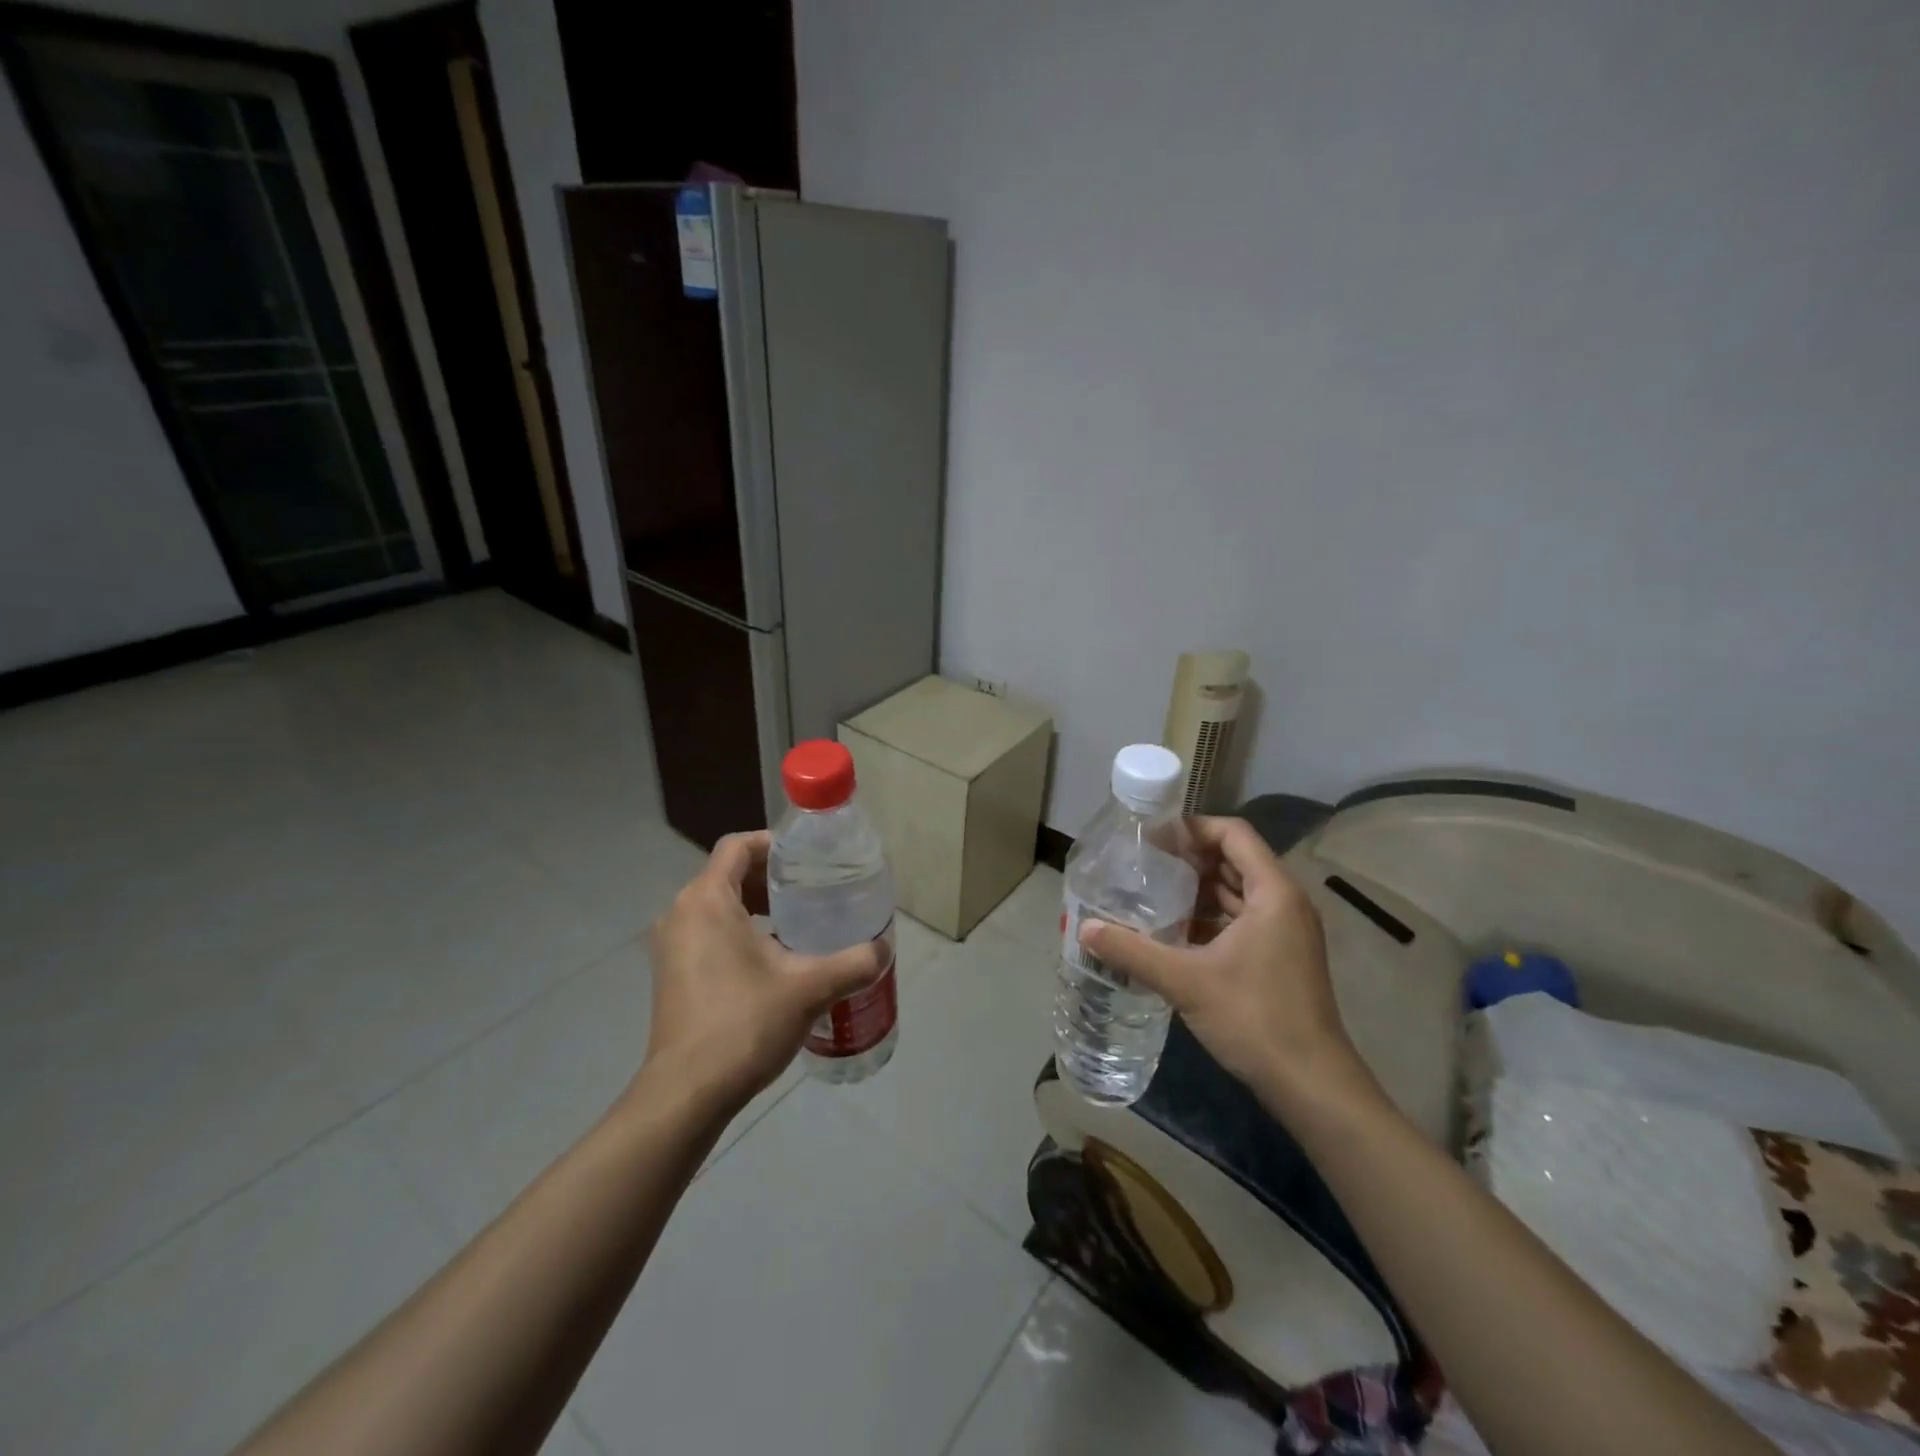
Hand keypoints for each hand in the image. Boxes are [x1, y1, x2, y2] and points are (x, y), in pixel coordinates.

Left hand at [640, 832, 883, 1114]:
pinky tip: (772, 959)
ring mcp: (671, 945)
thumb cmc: (743, 1025)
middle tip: (812, 890)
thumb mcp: (809, 989)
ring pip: (717, 905)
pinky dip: (737, 931)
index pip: (738, 846)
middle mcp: (681, 913)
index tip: (809, 860)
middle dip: (770, 877)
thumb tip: (884, 949)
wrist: (687, 1093)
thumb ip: (853, 963)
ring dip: (755, 906)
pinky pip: (706, 932)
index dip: (775, 844)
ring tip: (797, 923)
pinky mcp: (671, 973)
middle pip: (728, 874)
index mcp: (707, 900)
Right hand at [1078, 816, 1370, 1113]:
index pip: (1232, 834)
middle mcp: (1285, 903)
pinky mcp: (1281, 958)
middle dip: (1189, 859)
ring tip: (1152, 893)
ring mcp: (1286, 932)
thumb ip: (1132, 951)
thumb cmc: (1254, 1018)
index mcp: (1273, 892)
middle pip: (1235, 860)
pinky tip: (1175, 932)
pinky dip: (1211, 918)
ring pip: (1238, 892)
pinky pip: (1243, 920)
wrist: (1312, 1085)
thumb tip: (1084, 929)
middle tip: (1143, 864)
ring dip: (1198, 890)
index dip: (1192, 828)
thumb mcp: (1186, 981)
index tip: (1152, 838)